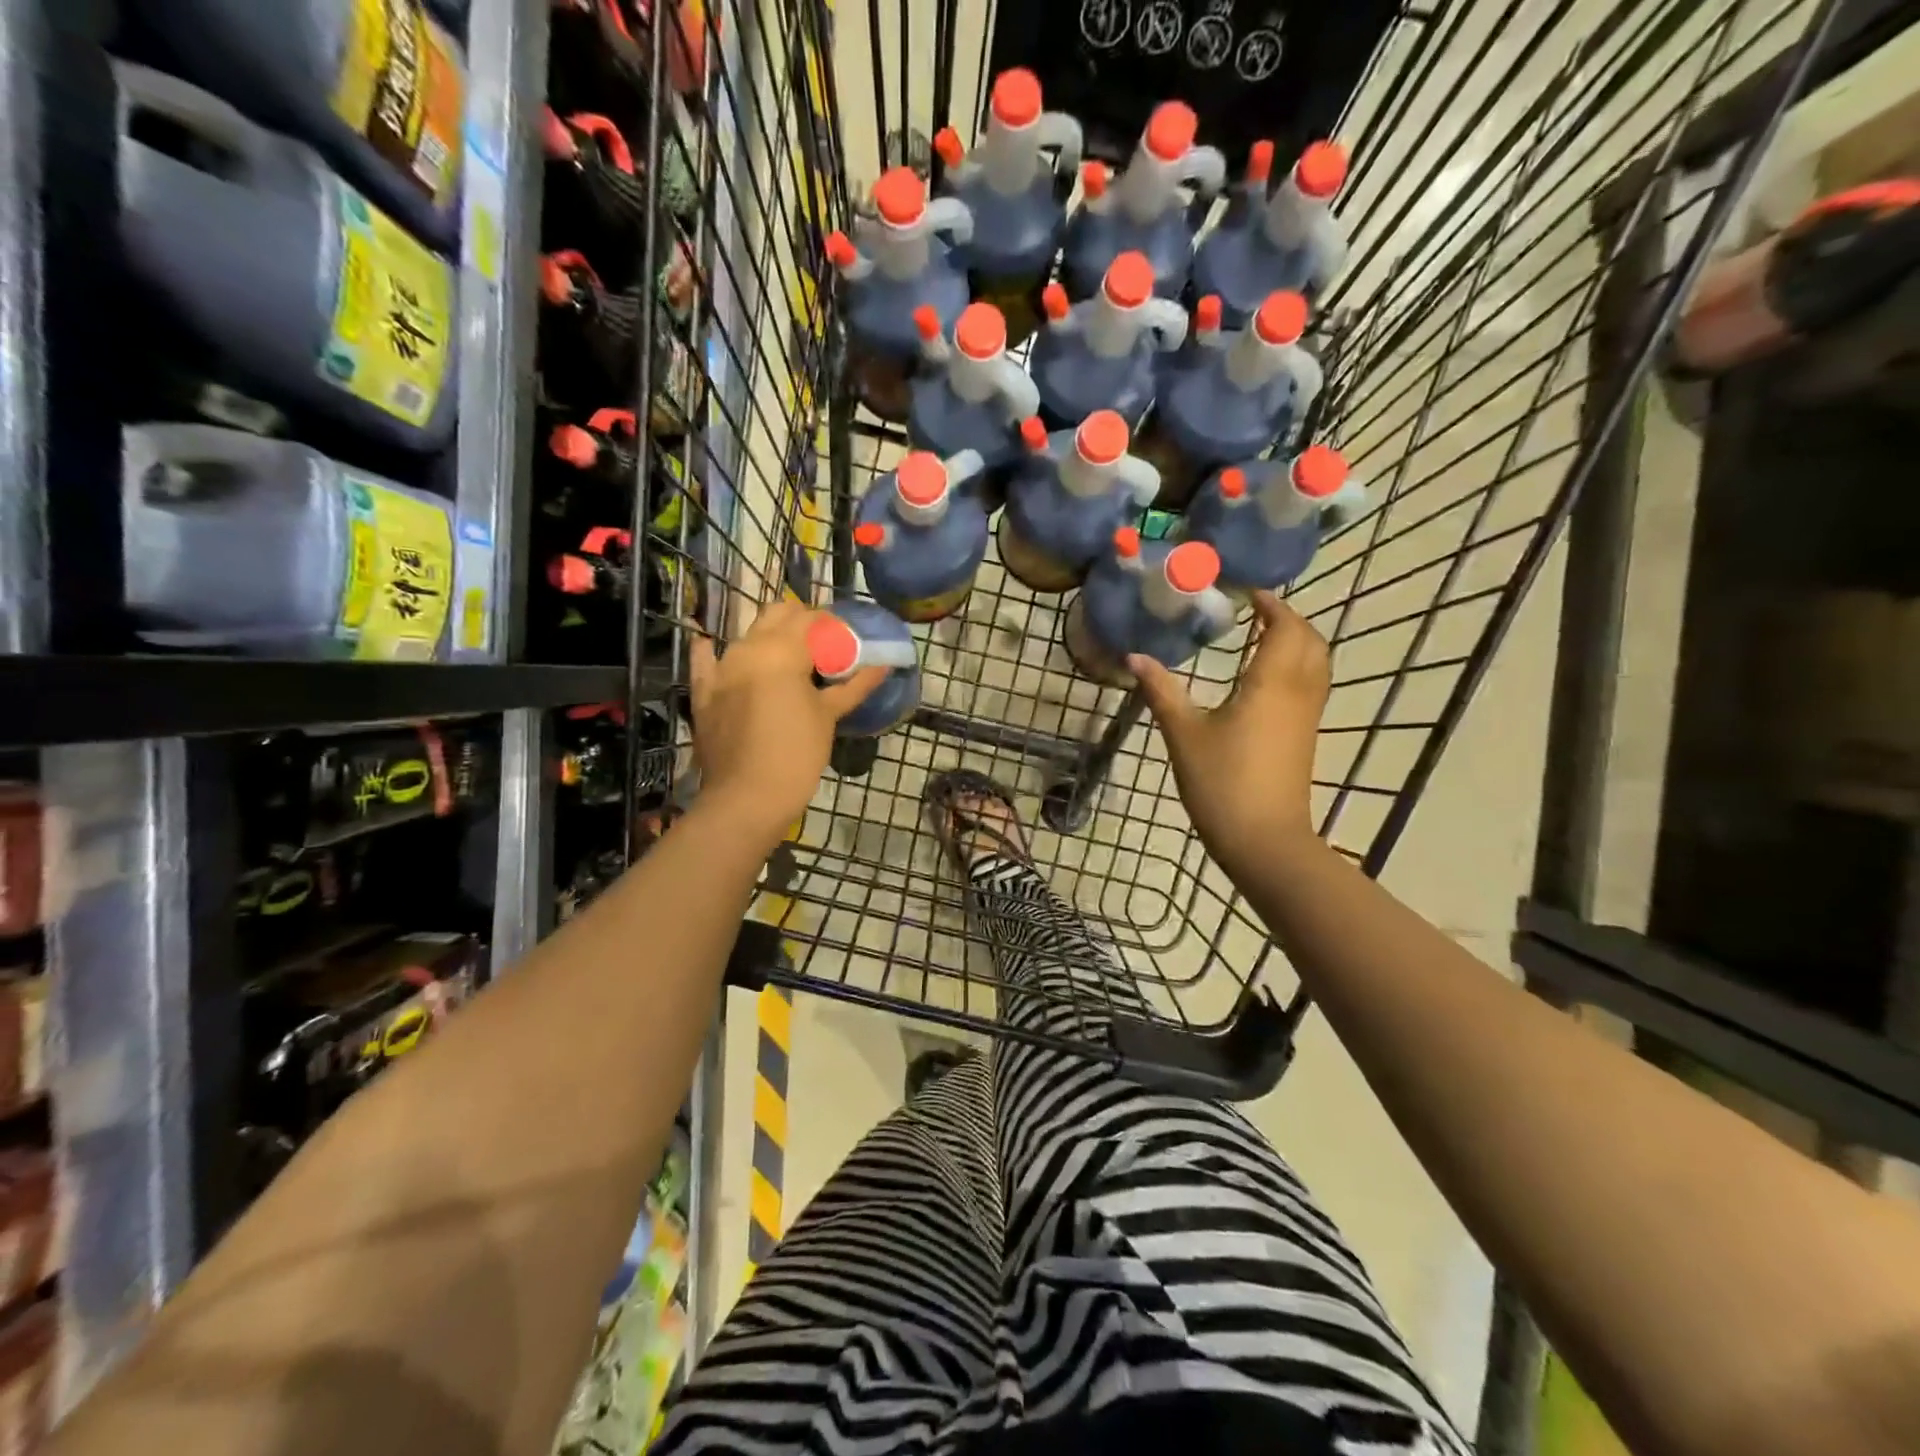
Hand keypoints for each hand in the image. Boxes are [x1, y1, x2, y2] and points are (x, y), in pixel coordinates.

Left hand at [688, 601, 885, 844]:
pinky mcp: (703, 691)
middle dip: (801, 622)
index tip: (847, 638)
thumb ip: (854, 685)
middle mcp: (748, 648)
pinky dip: (711, 649)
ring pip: (747, 633)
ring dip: (769, 636)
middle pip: (777, 614)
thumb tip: (884, 665)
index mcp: (782, 650)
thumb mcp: (829, 716)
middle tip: (823, 645)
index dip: (832, 623)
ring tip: (790, 659)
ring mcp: (721, 668)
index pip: (812, 618)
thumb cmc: (796, 754)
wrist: (746, 798)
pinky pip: (705, 659)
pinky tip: (712, 643)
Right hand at [1129, 592, 1328, 878]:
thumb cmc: (1222, 782)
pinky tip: (1263, 679)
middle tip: (1255, 611)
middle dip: (1288, 618)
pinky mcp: (1304, 737)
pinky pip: (1310, 686)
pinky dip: (1295, 667)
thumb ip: (1162, 691)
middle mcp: (1298, 692)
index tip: (1247, 591)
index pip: (1285, 626)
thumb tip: (1135, 657)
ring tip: (1261, 637)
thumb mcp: (1183, 734)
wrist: (1264, 840)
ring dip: (1296, 642)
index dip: (1271, 604)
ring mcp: (1306, 717)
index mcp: (1272, 683)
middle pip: (1310, 640)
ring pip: (1316, 664)